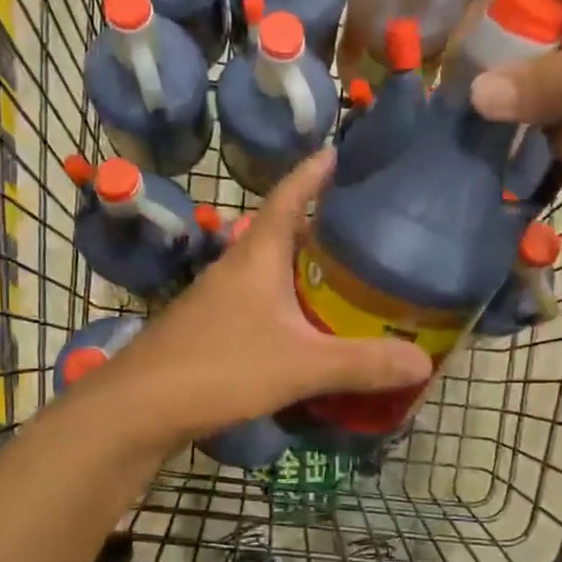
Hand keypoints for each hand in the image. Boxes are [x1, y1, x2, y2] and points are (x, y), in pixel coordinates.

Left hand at [102, 150, 431, 441]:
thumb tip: (424, 361)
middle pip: (284, 231)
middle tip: (371, 228)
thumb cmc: (218, 367)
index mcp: (257, 254)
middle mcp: (236, 267)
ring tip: (351, 278)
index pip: (290, 194)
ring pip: (271, 271)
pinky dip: (290, 306)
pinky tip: (309, 330)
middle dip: (324, 225)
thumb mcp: (299, 365)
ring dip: (306, 269)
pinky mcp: (212, 331)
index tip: (344, 152)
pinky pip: (261, 305)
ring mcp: (219, 300)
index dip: (316, 171)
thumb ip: (361, 364)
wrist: (138, 410)